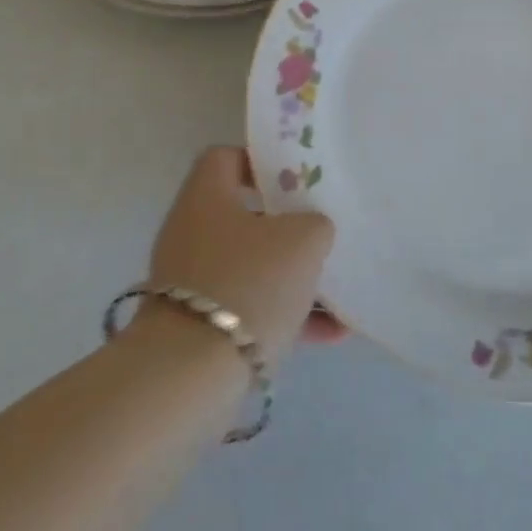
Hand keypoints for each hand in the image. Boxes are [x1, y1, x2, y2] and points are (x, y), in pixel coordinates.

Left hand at [138, 148, 339, 366]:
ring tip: (340, 295)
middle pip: (244, 215)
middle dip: (289, 227)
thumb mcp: (302, 241)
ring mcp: (192, 279)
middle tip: (323, 235)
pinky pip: (249, 307)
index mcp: (206, 196)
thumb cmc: (248, 283)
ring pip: (252, 265)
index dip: (262, 163)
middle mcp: (192, 230)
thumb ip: (314, 223)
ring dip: (294, 278)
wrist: (191, 372)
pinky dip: (285, 315)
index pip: (226, 158)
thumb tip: (310, 229)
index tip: (298, 182)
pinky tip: (331, 334)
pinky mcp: (197, 322)